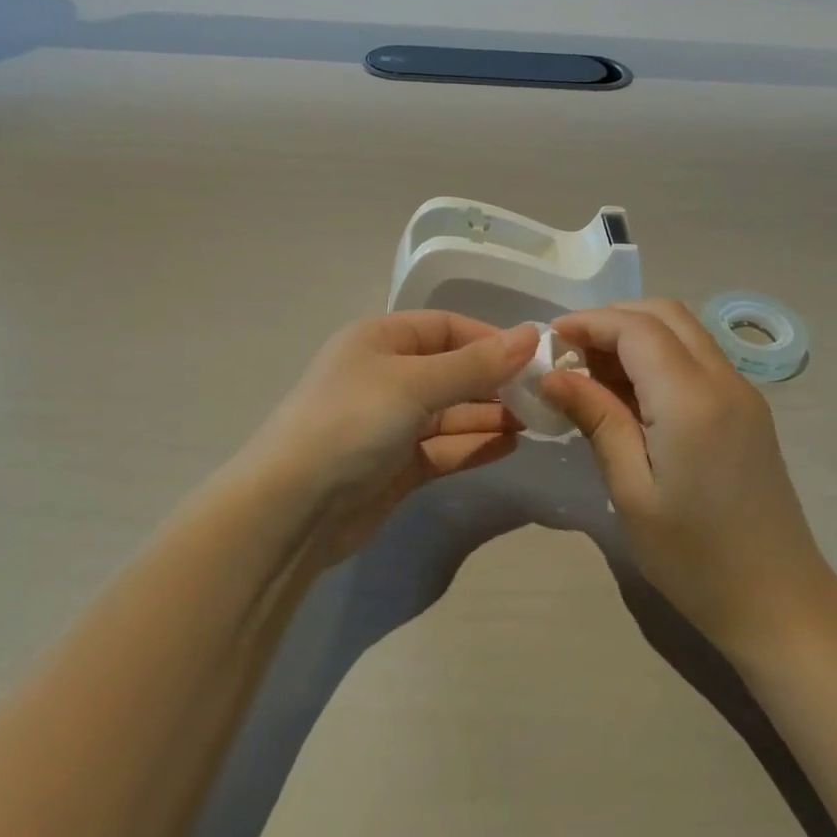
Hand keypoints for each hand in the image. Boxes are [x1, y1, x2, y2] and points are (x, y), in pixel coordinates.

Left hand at [238, 312, 539, 562]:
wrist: (292, 509)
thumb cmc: (352, 422)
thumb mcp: (415, 383)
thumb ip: (475, 364)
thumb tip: (530, 335)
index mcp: (380, 339)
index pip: (446, 327)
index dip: (490, 338)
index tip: (535, 355)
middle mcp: (386, 375)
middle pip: (452, 369)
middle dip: (495, 380)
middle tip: (544, 393)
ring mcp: (391, 423)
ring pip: (452, 411)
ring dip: (490, 414)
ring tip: (537, 420)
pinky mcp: (397, 465)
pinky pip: (445, 447)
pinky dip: (475, 445)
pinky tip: (511, 445)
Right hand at [543, 300, 836, 660]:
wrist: (779, 602)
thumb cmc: (694, 557)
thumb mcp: (631, 491)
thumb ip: (597, 419)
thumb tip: (552, 375)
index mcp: (691, 400)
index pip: (635, 328)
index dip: (589, 322)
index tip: (548, 340)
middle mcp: (723, 380)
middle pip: (664, 314)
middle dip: (612, 319)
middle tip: (569, 352)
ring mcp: (742, 392)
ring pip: (684, 331)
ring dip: (635, 335)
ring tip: (591, 372)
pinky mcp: (748, 410)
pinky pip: (698, 358)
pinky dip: (659, 355)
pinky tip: (630, 393)